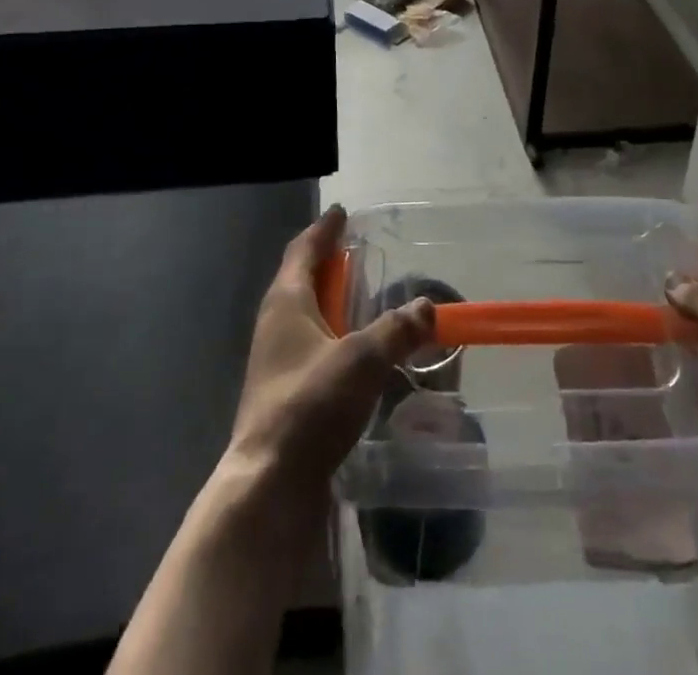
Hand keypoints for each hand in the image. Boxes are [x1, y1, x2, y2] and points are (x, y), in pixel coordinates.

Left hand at [227, 206, 434, 490]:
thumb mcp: (362, 359)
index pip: (304, 250)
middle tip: (359, 253)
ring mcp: (276, 361)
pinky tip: (357, 353)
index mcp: (286, 301)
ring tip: (364, 300)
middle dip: (329, 263)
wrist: (268, 485)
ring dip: (333, 303)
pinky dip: (335, 337)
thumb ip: (397, 329)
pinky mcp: (284, 394)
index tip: (342, 212)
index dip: (324, 230)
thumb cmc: (310, 406)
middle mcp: (276, 324)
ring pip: (307, 316)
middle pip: (302, 279)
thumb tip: (429, 305)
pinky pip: (312, 347)